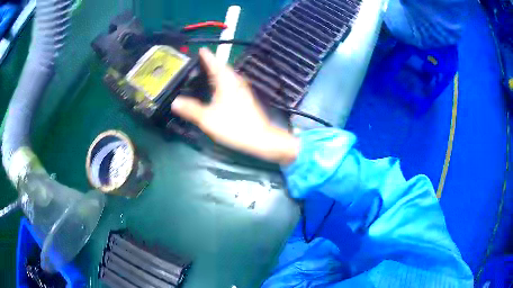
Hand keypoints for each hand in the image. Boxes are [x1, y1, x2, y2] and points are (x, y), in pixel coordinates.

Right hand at [171, 48, 298, 165]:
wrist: (260, 137)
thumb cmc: (233, 125)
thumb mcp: (208, 119)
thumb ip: (191, 109)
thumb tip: (174, 102)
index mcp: (226, 81)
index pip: (214, 64)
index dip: (207, 56)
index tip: (201, 49)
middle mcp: (235, 81)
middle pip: (222, 68)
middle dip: (212, 62)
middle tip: (200, 60)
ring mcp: (242, 89)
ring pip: (227, 76)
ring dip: (217, 72)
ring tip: (206, 71)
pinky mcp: (245, 97)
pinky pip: (230, 83)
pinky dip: (222, 81)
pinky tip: (218, 88)